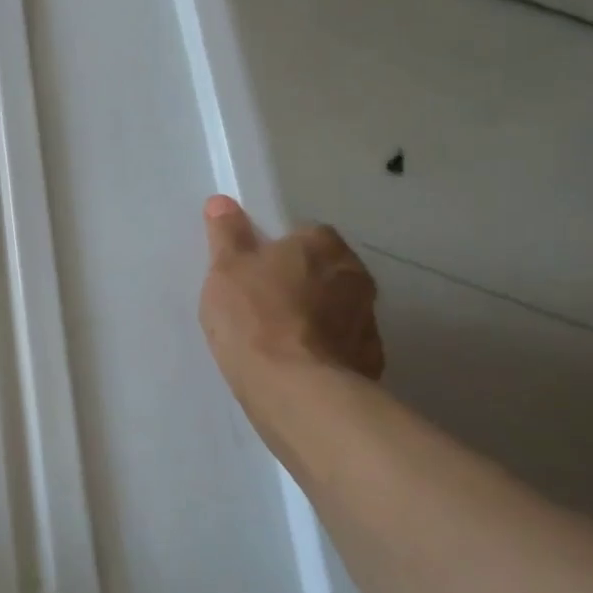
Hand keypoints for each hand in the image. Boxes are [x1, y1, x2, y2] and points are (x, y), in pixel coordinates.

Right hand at [198, 195, 383, 386]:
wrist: (295, 390)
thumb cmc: (255, 317)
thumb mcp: (226, 268)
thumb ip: (227, 234)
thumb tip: (222, 202)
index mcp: (323, 247)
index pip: (306, 235)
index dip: (280, 249)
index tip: (255, 268)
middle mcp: (355, 277)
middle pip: (326, 271)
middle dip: (302, 281)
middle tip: (263, 300)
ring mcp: (368, 322)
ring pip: (337, 309)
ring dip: (315, 317)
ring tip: (277, 338)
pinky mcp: (370, 363)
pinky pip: (341, 346)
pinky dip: (323, 350)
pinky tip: (295, 365)